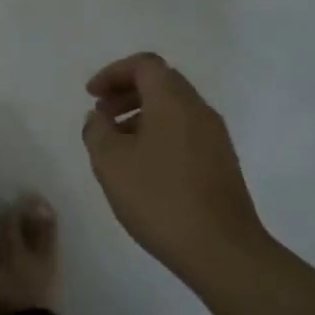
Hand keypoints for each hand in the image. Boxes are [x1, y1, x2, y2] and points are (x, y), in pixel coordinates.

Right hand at [81, 53, 264, 276]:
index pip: (144, 65)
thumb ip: (97, 132)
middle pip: (162, 82)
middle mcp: (199, 110)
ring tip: (117, 144)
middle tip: (102, 115)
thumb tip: (98, 118)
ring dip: (142, 114)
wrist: (222, 250)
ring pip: (175, 109)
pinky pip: (185, 132)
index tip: (92, 95)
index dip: (113, 73)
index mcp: (173, 101)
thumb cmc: (160, 198)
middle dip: (127, 92)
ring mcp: (215, 137)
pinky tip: (144, 167)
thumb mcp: (111, 163)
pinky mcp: (222, 163)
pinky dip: (160, 134)